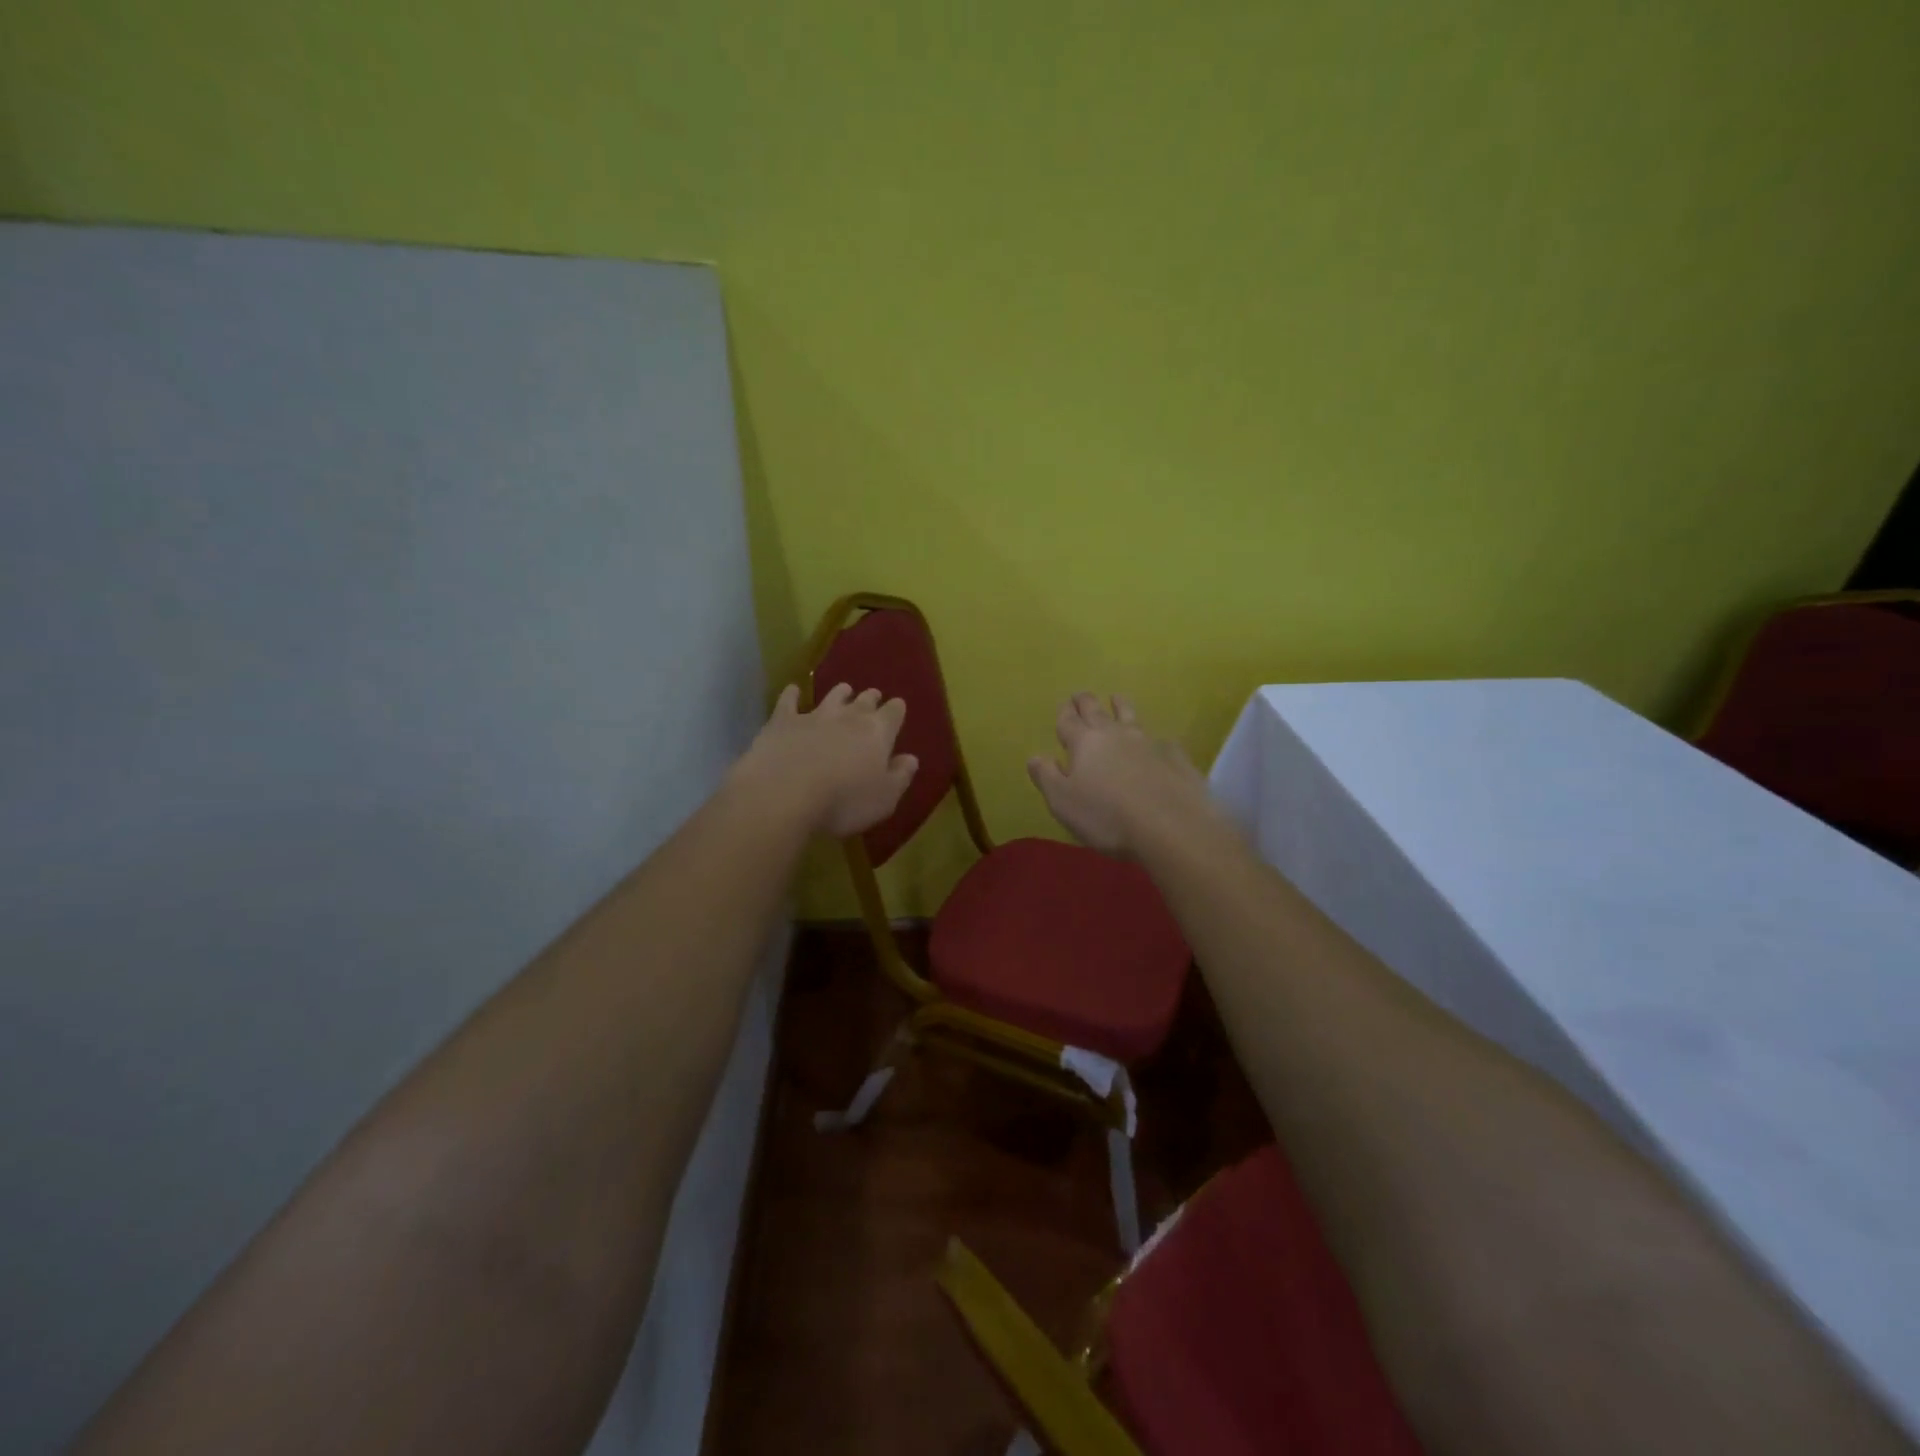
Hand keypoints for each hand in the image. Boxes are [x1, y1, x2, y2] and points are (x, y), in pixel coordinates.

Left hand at [736, 682, 918, 837]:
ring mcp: (814, 716)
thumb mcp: (884, 799)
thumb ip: (900, 777)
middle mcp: (848, 717)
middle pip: (864, 700)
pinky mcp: (782, 721)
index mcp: (878, 733)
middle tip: (873, 697)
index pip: (894, 713)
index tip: (897, 708)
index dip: (897, 710)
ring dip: (840, 692)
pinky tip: (793, 690)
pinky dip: (792, 694)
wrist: (784, 794)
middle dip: (871, 698)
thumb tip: (911, 759)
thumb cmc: (843, 802)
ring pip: (832, 696)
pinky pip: (789, 701)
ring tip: (844, 690)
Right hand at [1028, 693, 1212, 855]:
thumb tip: (1035, 756)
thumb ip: (1047, 777)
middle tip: (1081, 696)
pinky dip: (1154, 739)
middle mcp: (1115, 734)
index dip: (1064, 713)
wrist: (1172, 827)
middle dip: (1086, 702)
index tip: (1063, 705)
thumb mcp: (1063, 802)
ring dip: (1120, 706)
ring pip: (1130, 716)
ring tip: (1117, 699)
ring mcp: (1148, 742)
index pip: (1068, 720)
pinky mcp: (1175, 756)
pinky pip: (1161, 740)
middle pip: (1097, 710)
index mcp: (1084, 743)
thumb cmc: (1107, 817)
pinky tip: (1158, 744)